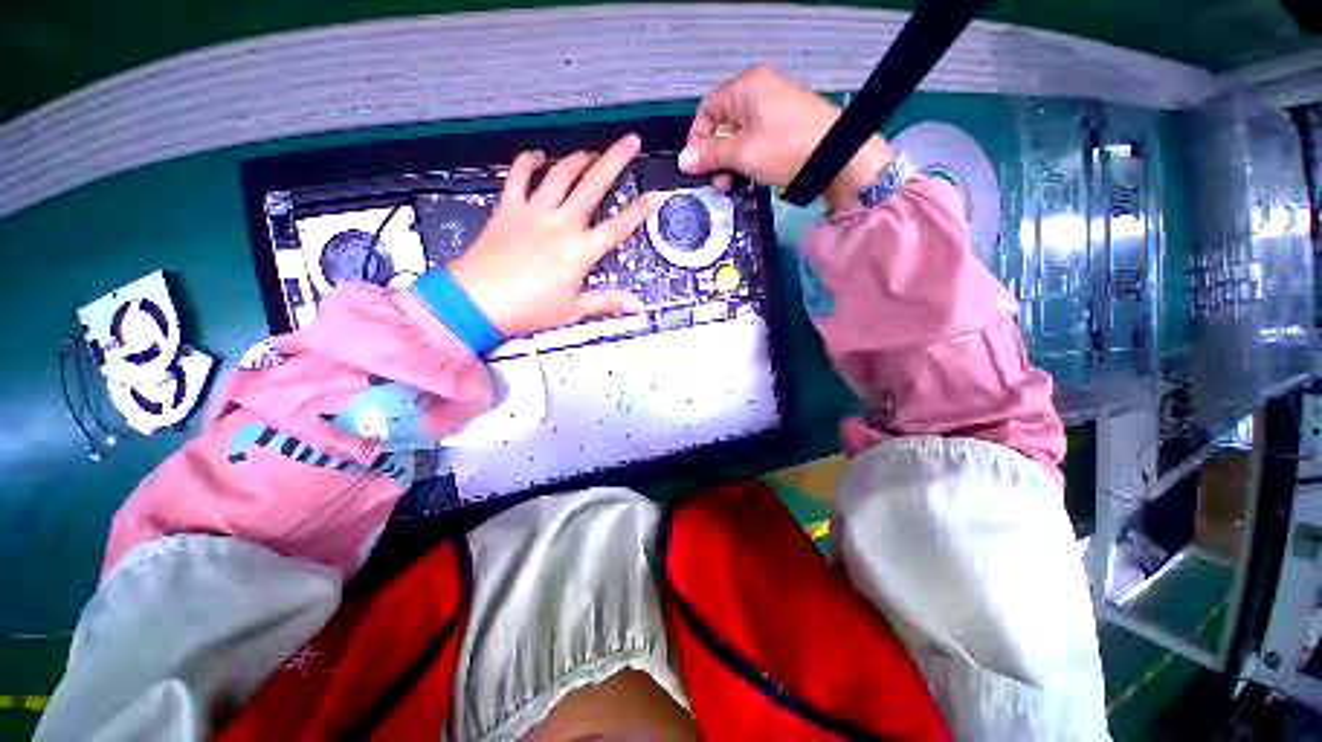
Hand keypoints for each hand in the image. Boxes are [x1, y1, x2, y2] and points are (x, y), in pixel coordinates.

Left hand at [448, 134, 662, 337]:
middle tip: (629, 141)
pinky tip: (537, 155)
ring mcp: (534, 212)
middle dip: (615, 160)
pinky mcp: (509, 208)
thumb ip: (606, 302)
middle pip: (593, 185)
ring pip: (561, 174)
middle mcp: (561, 224)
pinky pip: (518, 176)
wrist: (478, 301)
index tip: (654, 196)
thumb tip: (635, 305)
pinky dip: (528, 162)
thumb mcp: (572, 310)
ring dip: (579, 159)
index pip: (618, 227)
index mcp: (580, 251)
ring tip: (592, 152)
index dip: (639, 211)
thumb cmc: (526, 308)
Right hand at [679, 66, 893, 211]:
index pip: (707, 110)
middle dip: (715, 156)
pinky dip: (747, 160)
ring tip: (732, 185)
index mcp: (745, 87)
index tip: (697, 167)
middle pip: (722, 124)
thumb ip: (710, 155)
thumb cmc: (784, 148)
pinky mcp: (784, 126)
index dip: (698, 139)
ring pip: (738, 136)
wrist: (836, 157)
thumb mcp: (741, 154)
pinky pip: (755, 141)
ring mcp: (773, 109)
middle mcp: (758, 91)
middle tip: (718, 182)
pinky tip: (748, 178)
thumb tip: (683, 161)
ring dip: (730, 162)